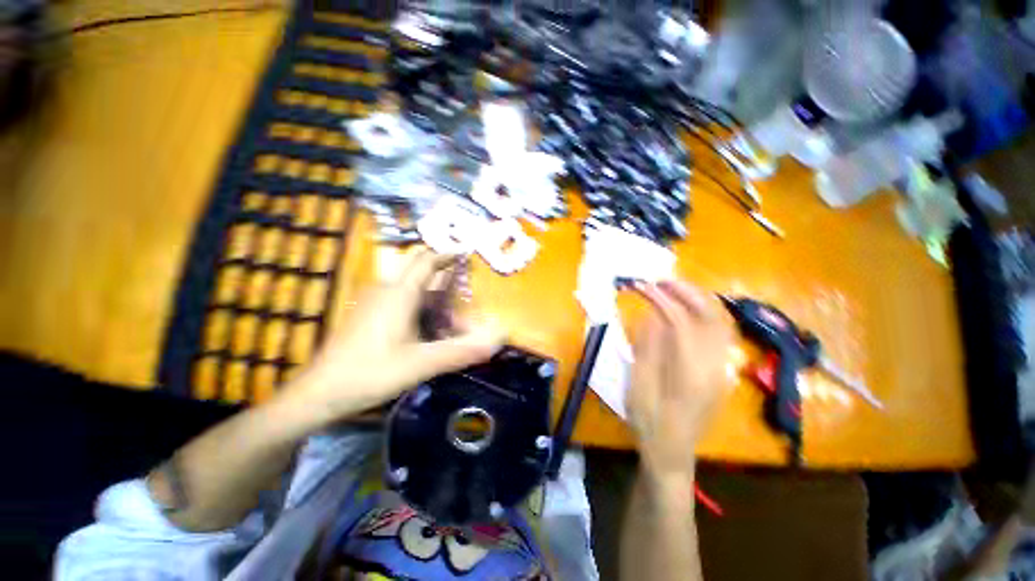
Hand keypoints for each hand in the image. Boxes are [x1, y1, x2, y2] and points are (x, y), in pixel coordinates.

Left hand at [288, 250, 504, 423]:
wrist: (319, 393)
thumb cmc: (370, 373)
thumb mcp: (421, 364)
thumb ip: (460, 352)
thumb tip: (497, 341)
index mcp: (399, 294)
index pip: (426, 260)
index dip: (446, 254)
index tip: (465, 252)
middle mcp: (385, 291)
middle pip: (416, 268)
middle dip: (440, 271)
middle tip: (461, 285)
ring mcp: (373, 302)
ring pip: (408, 286)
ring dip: (431, 293)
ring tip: (450, 314)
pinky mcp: (367, 315)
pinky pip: (399, 299)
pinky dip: (418, 304)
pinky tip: (426, 327)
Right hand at [628, 280, 734, 483]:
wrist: (672, 452)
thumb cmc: (649, 421)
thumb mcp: (638, 385)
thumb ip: (648, 347)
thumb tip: (652, 314)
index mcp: (692, 373)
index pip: (683, 321)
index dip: (662, 299)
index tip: (642, 286)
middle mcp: (716, 366)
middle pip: (711, 316)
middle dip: (686, 291)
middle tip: (660, 280)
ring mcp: (723, 368)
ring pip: (721, 321)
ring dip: (698, 299)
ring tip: (672, 288)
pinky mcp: (721, 371)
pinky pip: (720, 333)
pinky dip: (705, 312)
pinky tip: (687, 309)